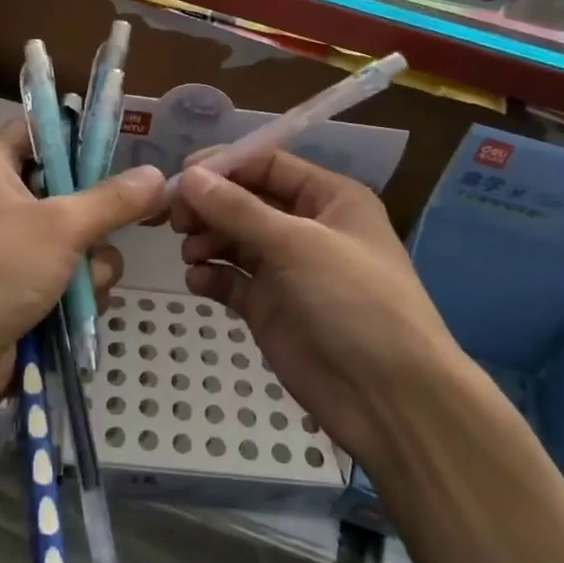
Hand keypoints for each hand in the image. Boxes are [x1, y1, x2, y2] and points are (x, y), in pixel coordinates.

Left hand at [0, 118, 165, 443]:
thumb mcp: (62, 226)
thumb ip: (113, 200)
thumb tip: (159, 176)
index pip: (39, 129)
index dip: (76, 135)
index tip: (119, 149)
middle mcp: (1, 200)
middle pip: (68, 188)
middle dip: (95, 216)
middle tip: (115, 224)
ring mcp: (13, 247)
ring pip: (77, 237)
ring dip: (91, 262)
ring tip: (81, 284)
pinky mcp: (23, 286)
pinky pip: (69, 274)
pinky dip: (78, 290)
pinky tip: (77, 309)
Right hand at [171, 153, 462, 472]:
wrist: (388, 398)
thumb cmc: (354, 302)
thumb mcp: (298, 245)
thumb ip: (238, 209)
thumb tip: (187, 176)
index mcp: (328, 198)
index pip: (267, 165)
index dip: (224, 165)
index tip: (181, 175)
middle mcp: (306, 227)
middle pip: (244, 201)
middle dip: (209, 206)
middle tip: (175, 219)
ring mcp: (286, 269)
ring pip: (232, 239)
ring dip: (207, 240)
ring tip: (191, 254)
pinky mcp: (268, 307)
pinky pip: (230, 279)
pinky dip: (211, 275)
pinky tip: (198, 281)